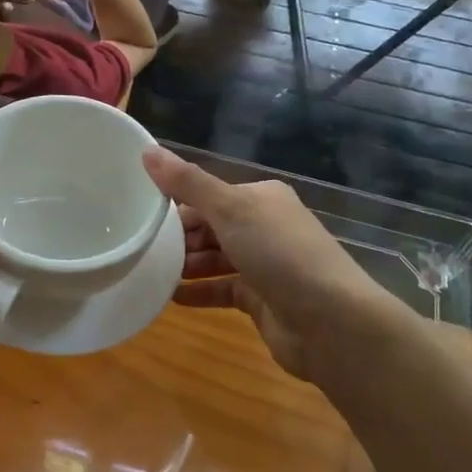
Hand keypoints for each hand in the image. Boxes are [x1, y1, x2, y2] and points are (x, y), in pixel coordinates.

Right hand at [143, 148, 404, 380]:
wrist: (331, 322)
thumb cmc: (280, 253)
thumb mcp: (229, 209)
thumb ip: (187, 182)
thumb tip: (147, 150)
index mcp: (261, 198)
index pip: (209, 195)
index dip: (176, 202)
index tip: (141, 214)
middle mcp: (265, 226)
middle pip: (211, 226)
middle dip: (179, 237)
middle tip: (141, 247)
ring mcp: (266, 265)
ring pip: (216, 258)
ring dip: (186, 265)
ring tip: (150, 271)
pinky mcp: (263, 299)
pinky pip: (222, 290)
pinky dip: (199, 292)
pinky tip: (170, 297)